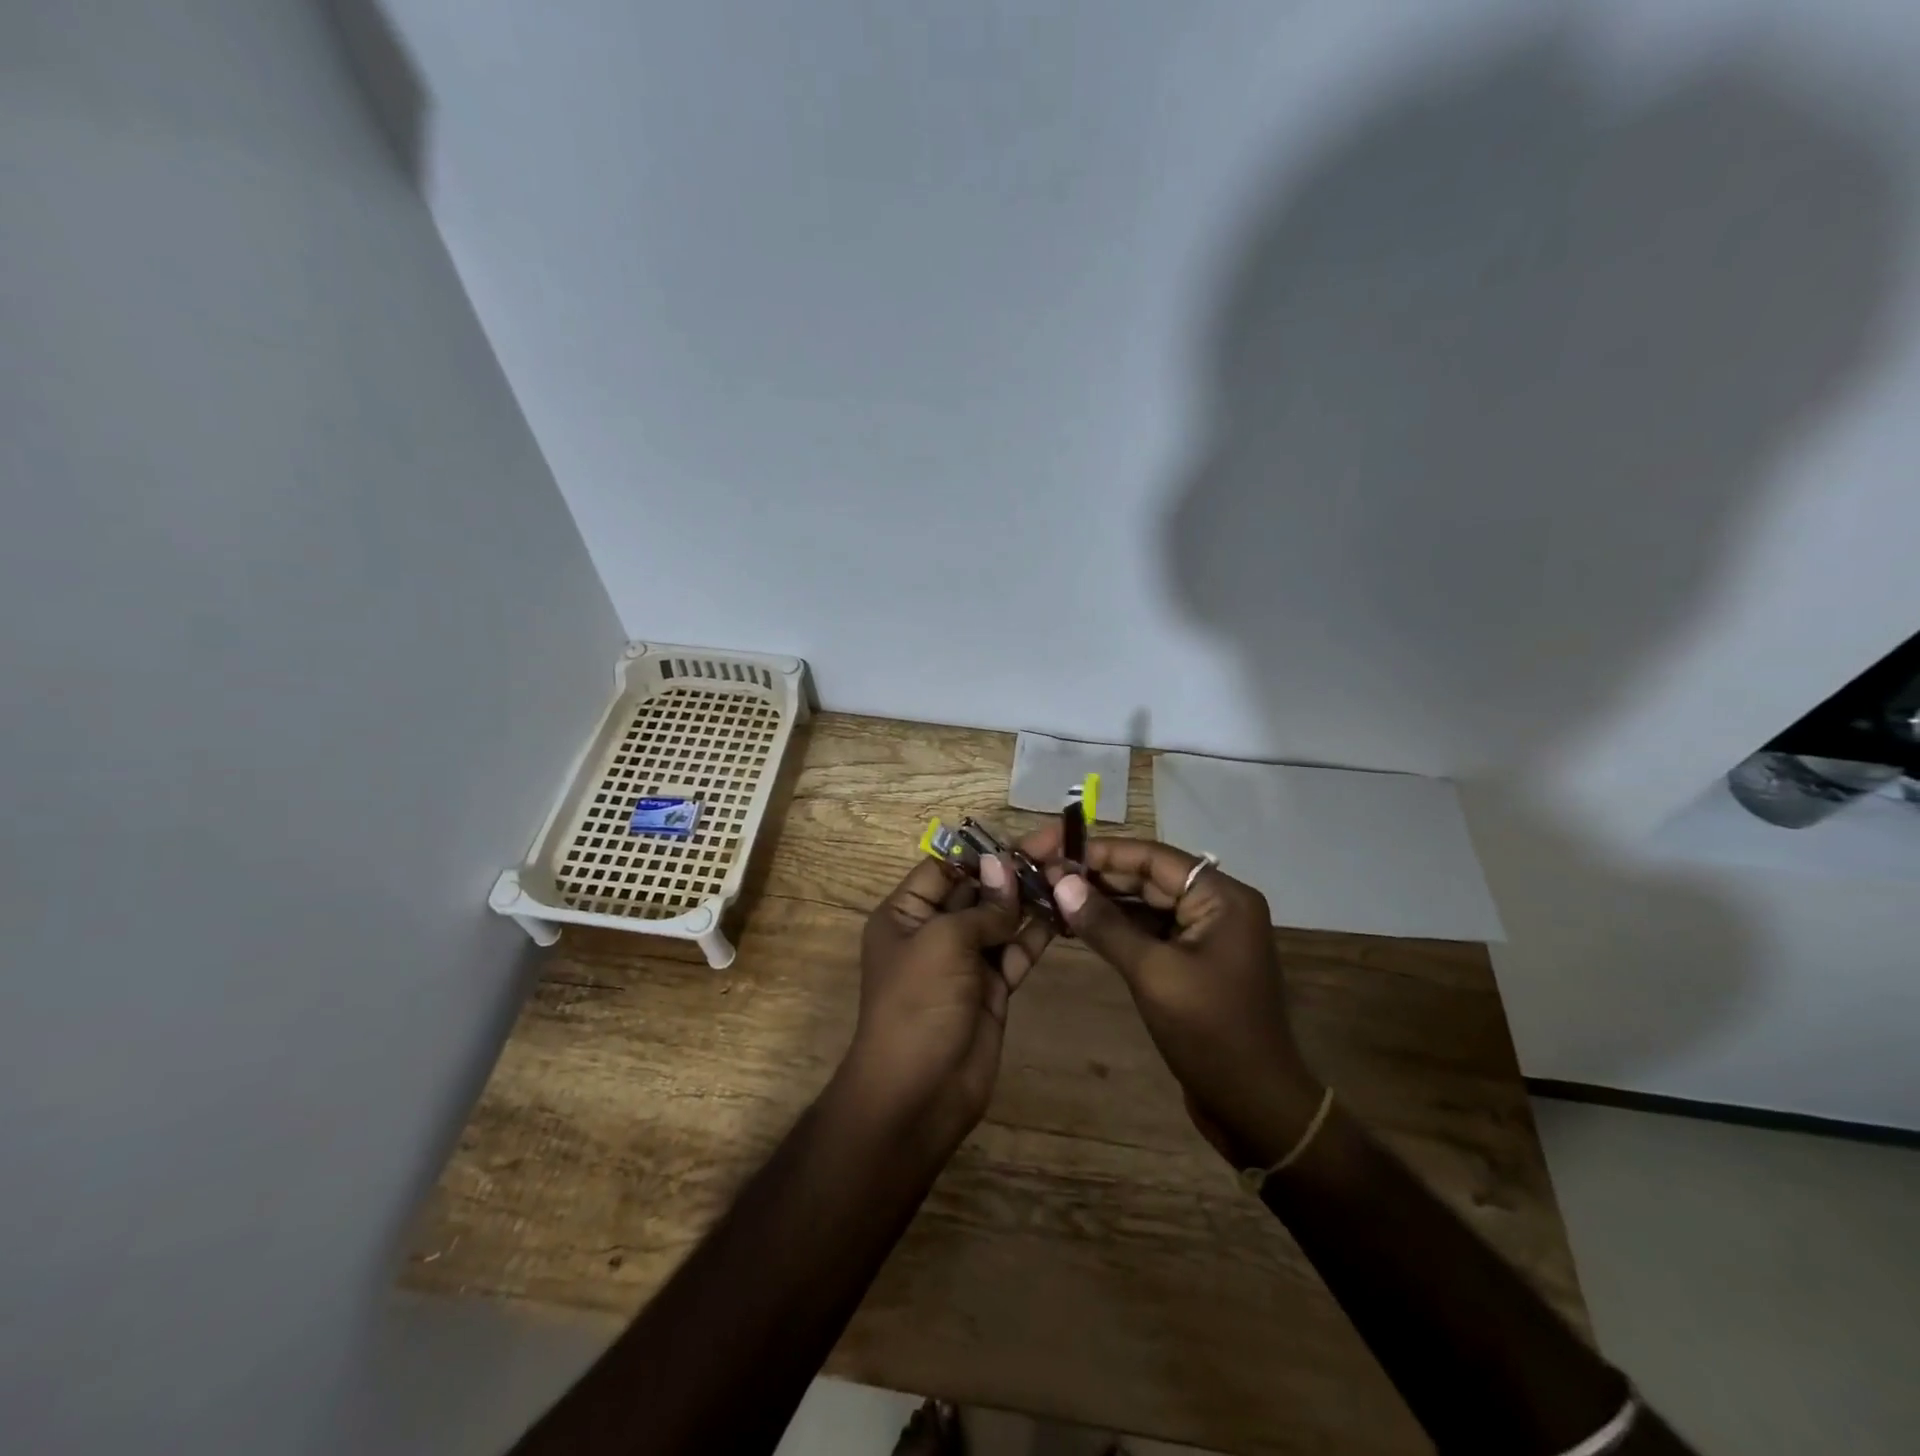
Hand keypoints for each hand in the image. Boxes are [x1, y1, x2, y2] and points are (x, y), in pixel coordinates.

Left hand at [840, 846, 1053, 1156]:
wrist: (918, 1093)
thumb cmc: (917, 1004)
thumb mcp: (943, 942)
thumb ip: (981, 907)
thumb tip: (1004, 866)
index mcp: (905, 914)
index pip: (944, 869)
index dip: (980, 851)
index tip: (1020, 835)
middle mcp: (933, 932)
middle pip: (977, 890)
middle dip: (1013, 869)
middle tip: (1058, 844)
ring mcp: (965, 962)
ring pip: (1001, 919)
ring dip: (1031, 897)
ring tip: (1070, 870)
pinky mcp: (992, 988)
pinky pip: (1016, 951)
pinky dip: (1038, 932)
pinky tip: (1065, 910)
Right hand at [1043, 837, 1323, 1168]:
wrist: (1254, 1107)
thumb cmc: (1210, 1034)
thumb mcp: (1153, 974)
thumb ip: (1106, 925)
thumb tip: (1061, 883)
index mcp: (1222, 897)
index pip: (1152, 857)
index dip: (1100, 852)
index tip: (1052, 850)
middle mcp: (1217, 905)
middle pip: (1148, 877)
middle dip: (1096, 875)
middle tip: (1042, 874)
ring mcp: (1205, 933)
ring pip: (1145, 903)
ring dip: (1101, 900)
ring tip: (1050, 895)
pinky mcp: (1192, 959)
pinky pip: (1149, 930)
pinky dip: (1115, 927)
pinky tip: (1075, 924)